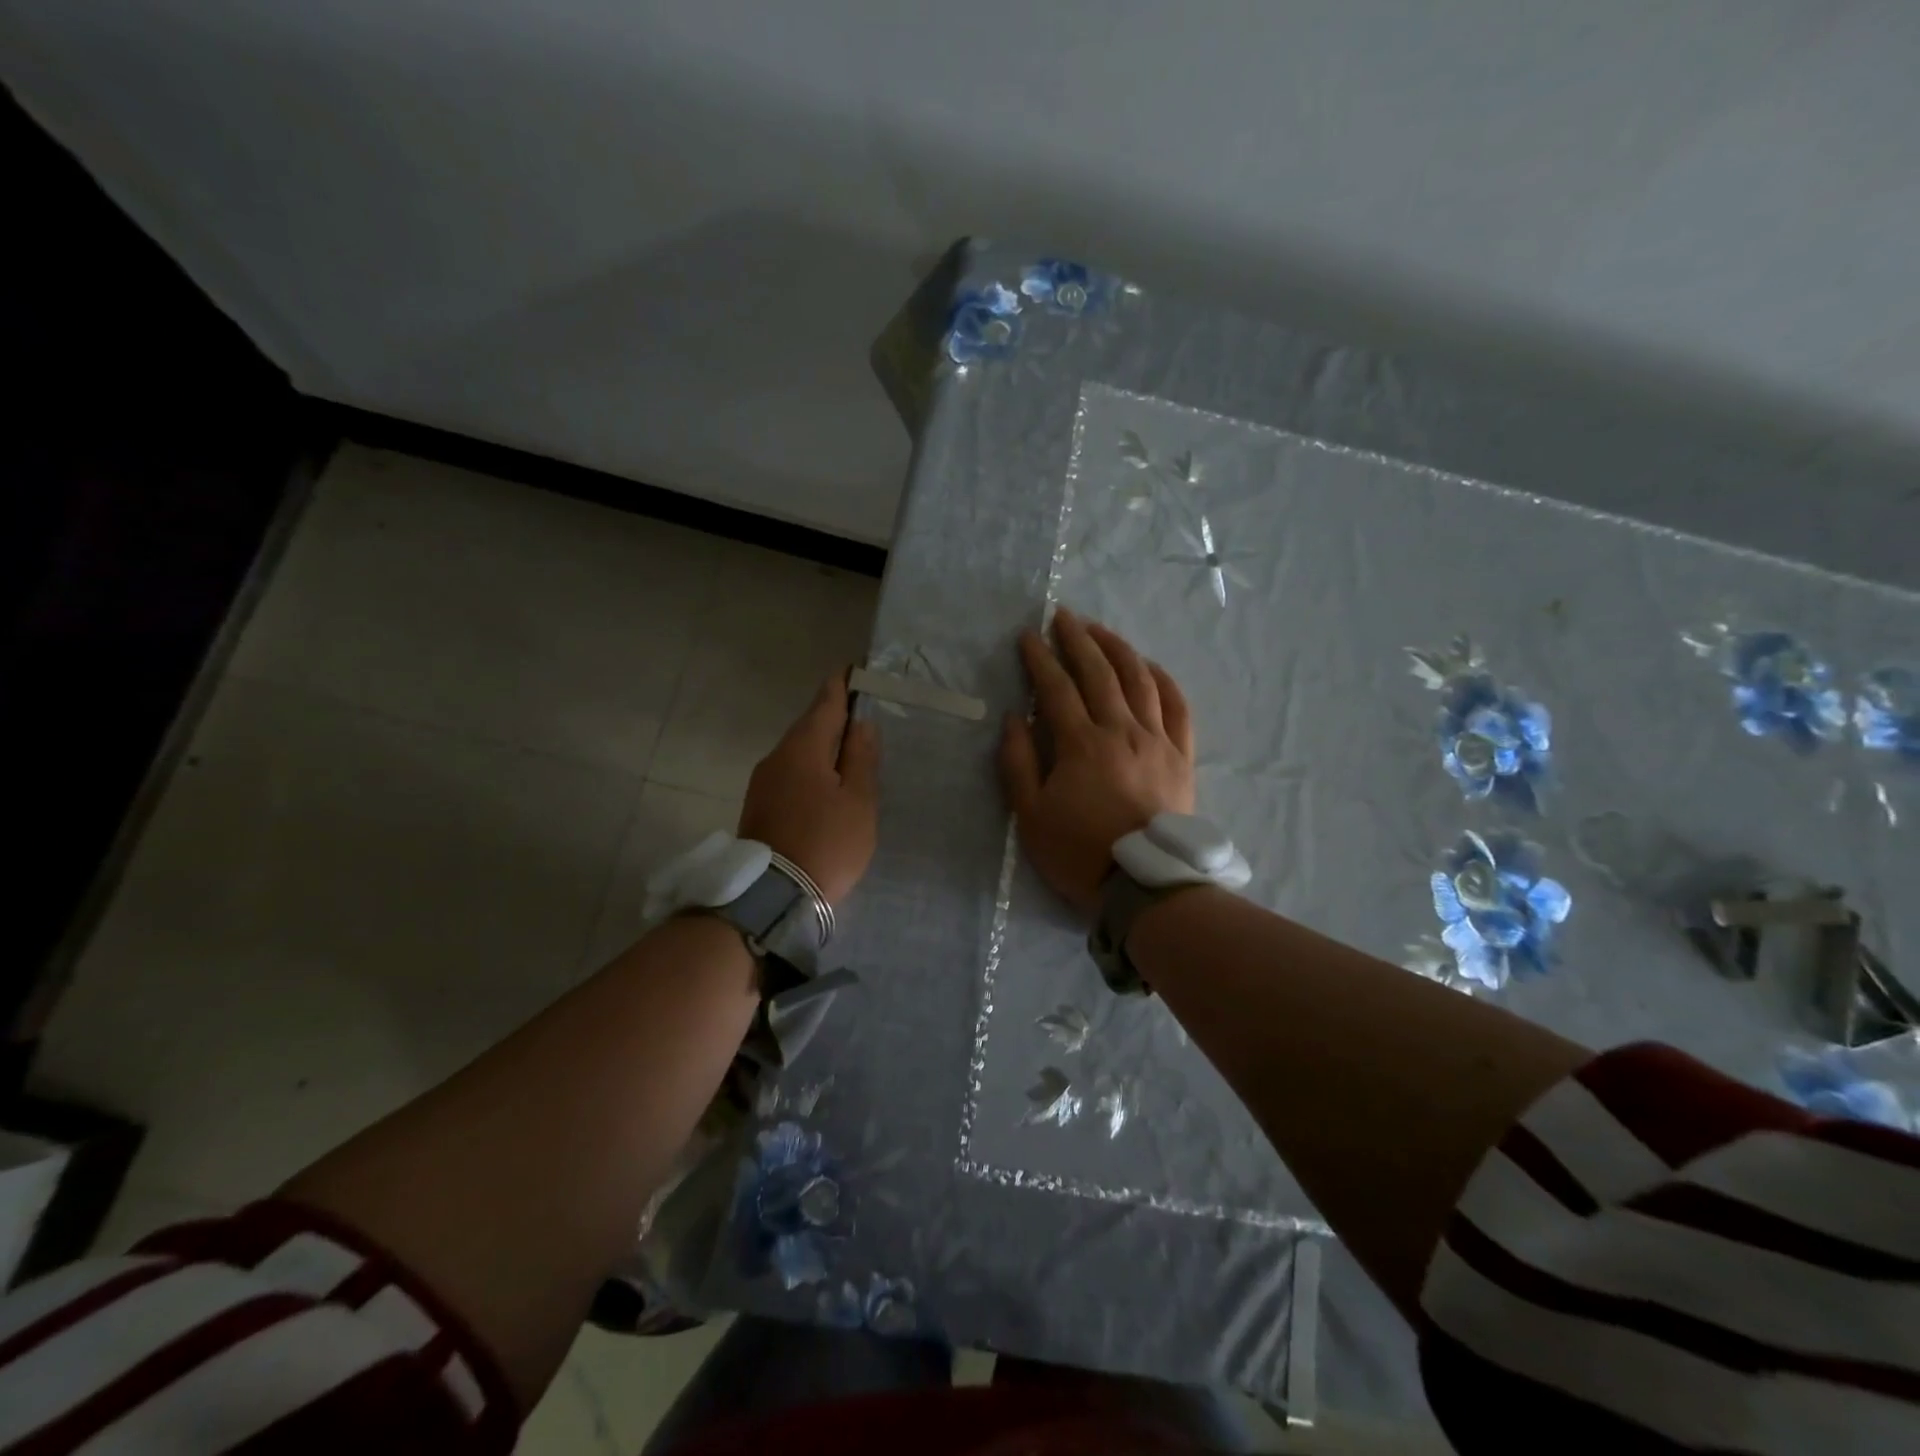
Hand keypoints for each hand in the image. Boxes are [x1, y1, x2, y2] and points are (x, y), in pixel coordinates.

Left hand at [739, 669, 880, 905]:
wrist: (772, 897)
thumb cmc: (826, 843)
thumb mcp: (858, 801)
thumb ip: (861, 758)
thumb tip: (862, 723)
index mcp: (803, 748)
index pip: (825, 702)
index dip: (843, 685)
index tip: (856, 669)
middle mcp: (777, 756)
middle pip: (810, 726)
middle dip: (835, 717)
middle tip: (864, 713)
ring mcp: (763, 782)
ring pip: (799, 752)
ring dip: (824, 746)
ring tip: (851, 751)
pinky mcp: (759, 805)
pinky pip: (791, 773)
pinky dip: (812, 769)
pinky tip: (827, 783)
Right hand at [999, 608, 1195, 918]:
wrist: (1146, 885)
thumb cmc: (1080, 853)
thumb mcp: (1030, 816)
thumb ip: (1019, 763)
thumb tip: (1016, 717)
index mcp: (1081, 744)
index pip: (1057, 687)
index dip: (1040, 658)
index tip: (1027, 635)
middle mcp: (1121, 731)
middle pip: (1099, 673)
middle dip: (1077, 640)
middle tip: (1062, 616)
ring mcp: (1156, 740)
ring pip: (1139, 680)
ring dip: (1117, 648)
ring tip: (1100, 630)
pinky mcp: (1181, 755)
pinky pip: (1177, 706)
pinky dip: (1162, 680)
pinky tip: (1149, 666)